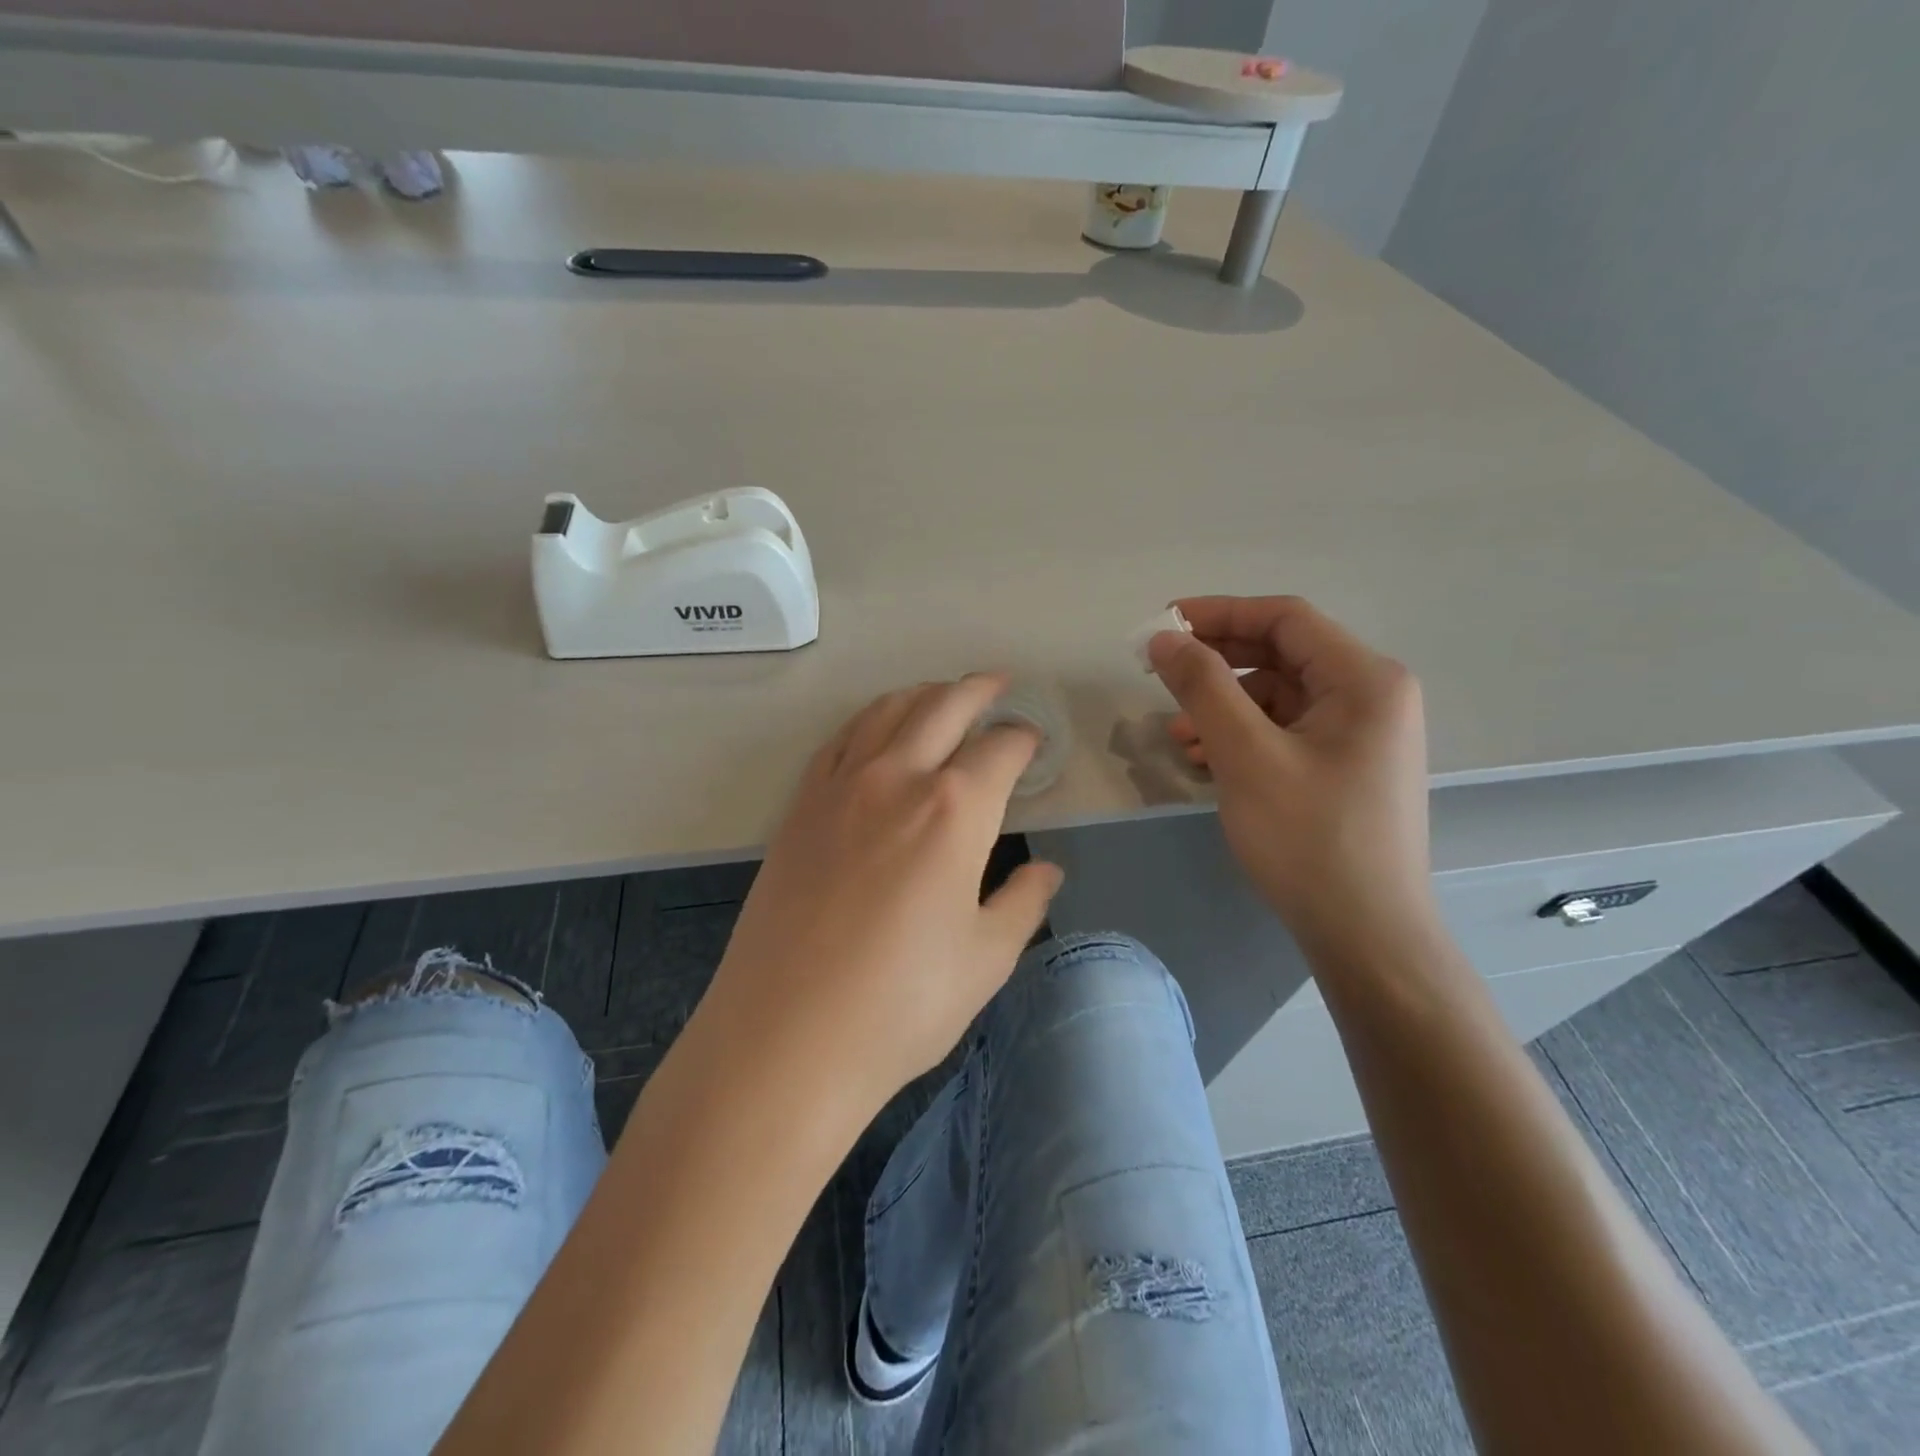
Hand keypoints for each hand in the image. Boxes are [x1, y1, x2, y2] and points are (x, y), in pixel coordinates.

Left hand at [703, 674, 1062, 1117]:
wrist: (786, 1037)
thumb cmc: (901, 1005)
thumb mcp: (985, 959)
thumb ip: (1023, 902)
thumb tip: (1046, 870)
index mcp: (955, 810)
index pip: (1000, 749)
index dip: (1023, 738)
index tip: (1033, 741)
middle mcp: (898, 779)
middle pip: (942, 706)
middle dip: (977, 689)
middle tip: (998, 684)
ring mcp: (840, 788)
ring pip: (886, 712)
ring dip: (922, 694)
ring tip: (942, 695)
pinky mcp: (799, 808)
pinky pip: (839, 741)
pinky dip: (868, 721)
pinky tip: (876, 731)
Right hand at [1148, 596, 1433, 956]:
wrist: (1365, 935)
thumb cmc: (1309, 838)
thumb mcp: (1247, 755)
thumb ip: (1204, 686)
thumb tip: (1163, 638)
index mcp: (1365, 679)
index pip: (1285, 619)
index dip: (1220, 613)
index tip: (1164, 624)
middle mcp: (1372, 696)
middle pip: (1282, 656)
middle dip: (1217, 664)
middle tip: (1160, 674)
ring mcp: (1361, 735)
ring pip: (1279, 698)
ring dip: (1224, 707)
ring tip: (1178, 737)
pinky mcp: (1345, 768)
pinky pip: (1286, 733)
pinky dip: (1243, 738)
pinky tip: (1207, 762)